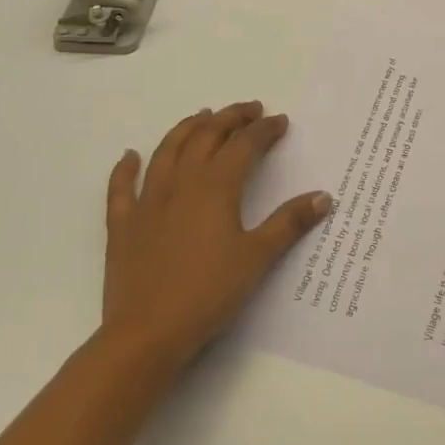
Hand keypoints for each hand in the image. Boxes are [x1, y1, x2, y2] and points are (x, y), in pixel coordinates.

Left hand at [101, 102, 331, 370]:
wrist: (147, 334)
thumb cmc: (208, 293)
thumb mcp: (257, 258)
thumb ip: (289, 223)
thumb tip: (324, 196)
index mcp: (216, 187)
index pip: (244, 145)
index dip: (264, 130)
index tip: (280, 121)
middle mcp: (181, 182)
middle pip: (206, 137)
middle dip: (230, 118)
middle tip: (249, 110)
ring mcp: (147, 200)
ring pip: (167, 150)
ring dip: (187, 128)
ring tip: (203, 116)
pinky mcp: (123, 224)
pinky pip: (121, 187)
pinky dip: (125, 167)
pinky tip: (130, 156)